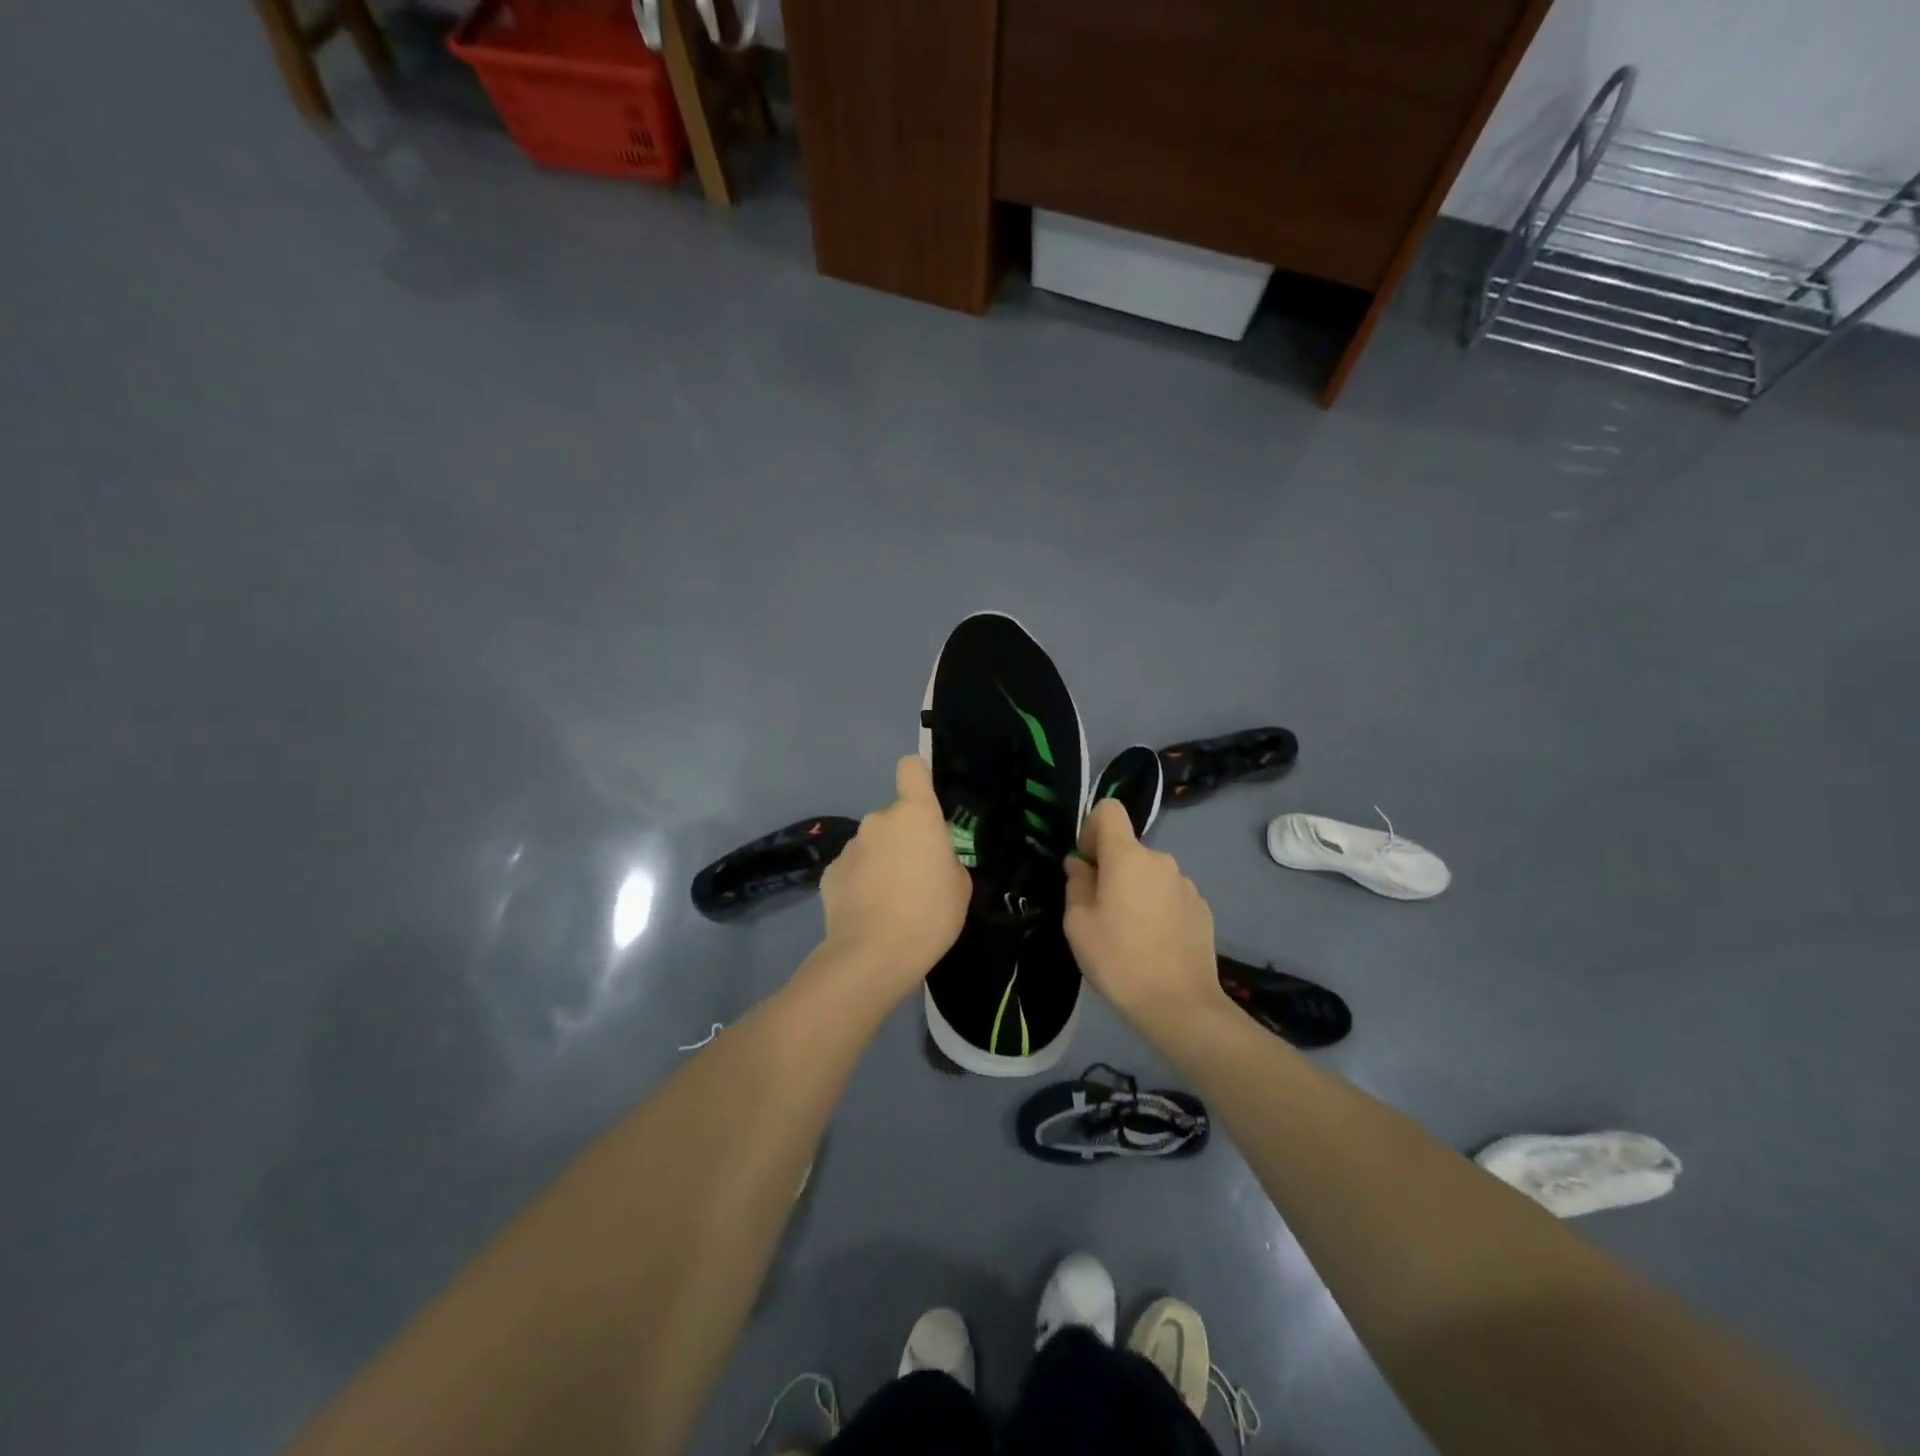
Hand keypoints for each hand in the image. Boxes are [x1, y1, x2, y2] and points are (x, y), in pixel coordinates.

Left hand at [817, 756, 970, 999]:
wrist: (874, 955)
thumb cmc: (930, 915)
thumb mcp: (959, 886)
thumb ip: (944, 859)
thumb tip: (927, 858)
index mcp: (915, 815)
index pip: (911, 768)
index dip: (917, 777)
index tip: (923, 800)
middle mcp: (879, 820)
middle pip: (894, 818)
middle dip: (902, 839)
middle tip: (915, 877)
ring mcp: (850, 846)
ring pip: (872, 845)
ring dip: (880, 862)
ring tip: (890, 902)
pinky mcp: (830, 873)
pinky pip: (853, 869)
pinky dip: (860, 883)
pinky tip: (867, 912)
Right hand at [1063, 799, 1221, 1028]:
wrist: (1180, 1005)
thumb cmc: (1119, 959)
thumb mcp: (1078, 924)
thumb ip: (1076, 884)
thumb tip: (1079, 865)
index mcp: (1128, 857)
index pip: (1109, 810)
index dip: (1091, 828)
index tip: (1086, 864)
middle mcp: (1161, 860)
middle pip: (1128, 849)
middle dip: (1111, 870)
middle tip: (1100, 913)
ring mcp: (1187, 885)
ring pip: (1149, 875)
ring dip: (1135, 891)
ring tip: (1129, 935)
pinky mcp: (1203, 909)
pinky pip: (1169, 896)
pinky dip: (1157, 909)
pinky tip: (1154, 945)